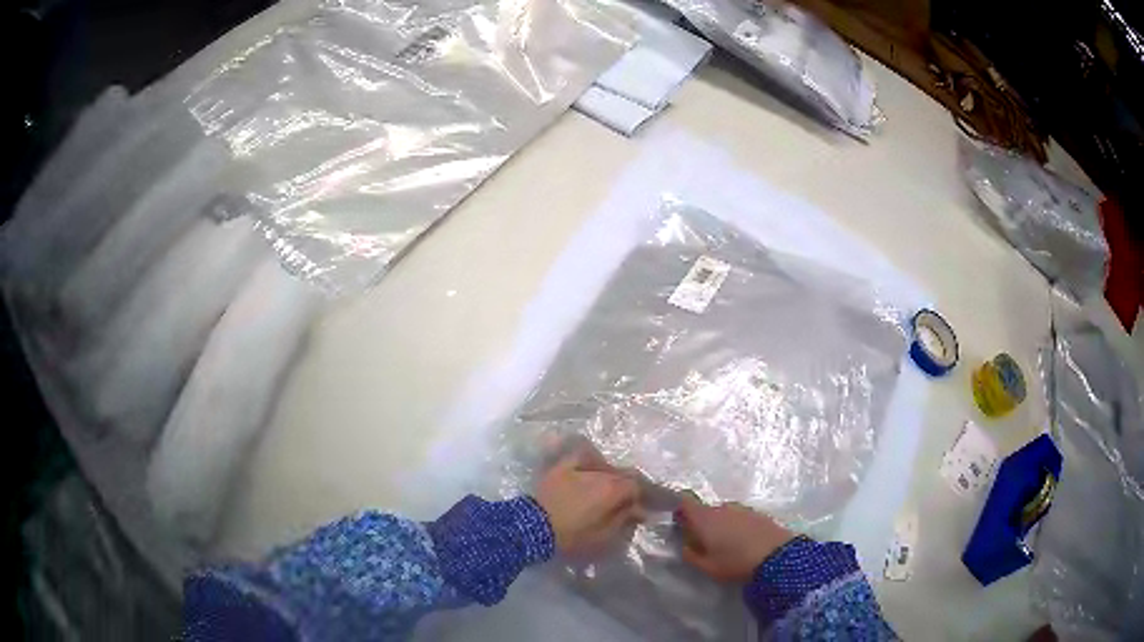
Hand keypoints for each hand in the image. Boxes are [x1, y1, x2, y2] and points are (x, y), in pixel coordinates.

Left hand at [535, 449, 641, 555]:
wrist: (533, 527)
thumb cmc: (572, 536)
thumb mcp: (604, 536)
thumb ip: (624, 520)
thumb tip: (639, 510)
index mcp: (613, 489)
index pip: (637, 486)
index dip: (640, 498)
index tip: (639, 510)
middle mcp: (600, 473)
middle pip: (622, 474)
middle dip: (627, 487)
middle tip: (626, 501)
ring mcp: (580, 467)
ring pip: (604, 466)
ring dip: (611, 476)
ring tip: (607, 489)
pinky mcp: (561, 466)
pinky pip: (581, 455)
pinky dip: (590, 460)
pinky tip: (591, 467)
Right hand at [675, 495, 794, 581]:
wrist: (777, 555)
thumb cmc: (735, 562)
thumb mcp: (707, 567)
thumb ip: (691, 555)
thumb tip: (685, 545)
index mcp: (705, 518)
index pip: (685, 502)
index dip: (680, 509)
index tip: (679, 523)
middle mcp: (721, 508)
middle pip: (705, 510)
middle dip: (702, 523)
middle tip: (703, 543)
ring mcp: (741, 509)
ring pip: (723, 514)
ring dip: (721, 525)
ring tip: (726, 545)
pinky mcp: (757, 513)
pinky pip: (739, 517)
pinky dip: (736, 526)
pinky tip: (743, 543)